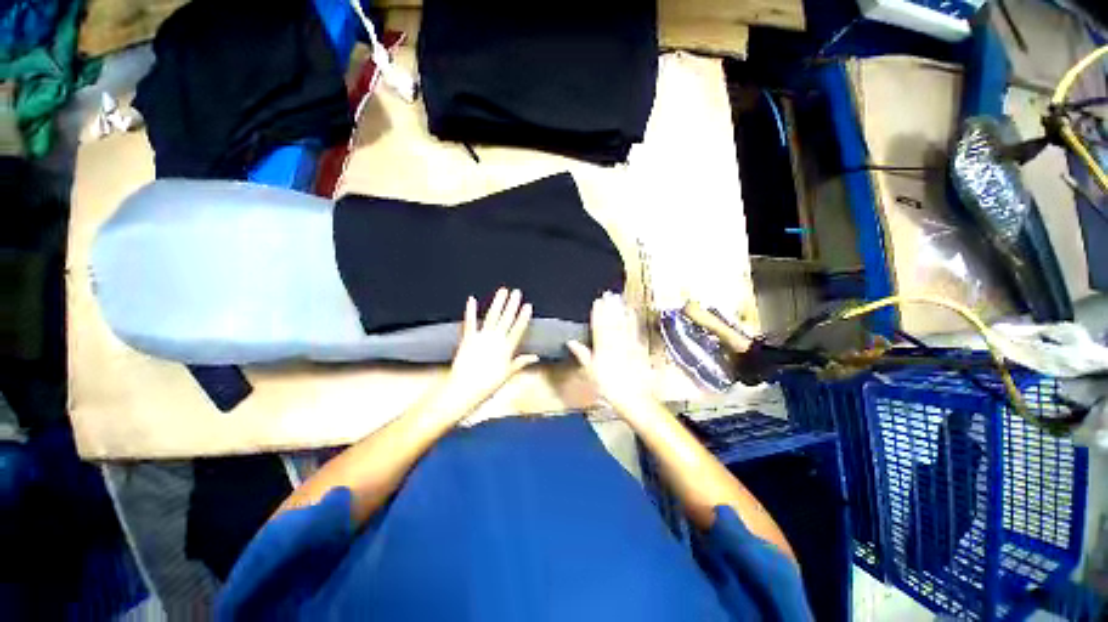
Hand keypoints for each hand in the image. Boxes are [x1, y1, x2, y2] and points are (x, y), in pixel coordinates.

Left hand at [438, 288, 538, 416]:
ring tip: (503, 291)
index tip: (528, 305)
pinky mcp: (467, 339)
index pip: (518, 329)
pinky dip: (470, 311)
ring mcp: (481, 338)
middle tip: (517, 292)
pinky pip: (470, 323)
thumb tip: (535, 357)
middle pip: (506, 319)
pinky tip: (472, 299)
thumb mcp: (507, 375)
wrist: (464, 390)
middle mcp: (495, 340)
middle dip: (512, 305)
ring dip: (497, 303)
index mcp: (506, 349)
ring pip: (492, 317)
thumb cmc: (487, 385)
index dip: (523, 317)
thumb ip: (520, 363)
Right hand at [567, 292, 652, 412]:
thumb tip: (571, 342)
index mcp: (602, 349)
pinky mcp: (639, 348)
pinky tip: (632, 313)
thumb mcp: (590, 372)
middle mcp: (615, 344)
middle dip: (609, 307)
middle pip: (612, 322)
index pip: (598, 327)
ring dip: (620, 310)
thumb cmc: (609, 387)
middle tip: (608, 294)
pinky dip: (632, 321)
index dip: (598, 313)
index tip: (597, 302)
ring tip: (619, 298)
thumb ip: (582, 354)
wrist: (634, 398)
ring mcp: (628, 345)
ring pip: (623, 324)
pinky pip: (635, 331)